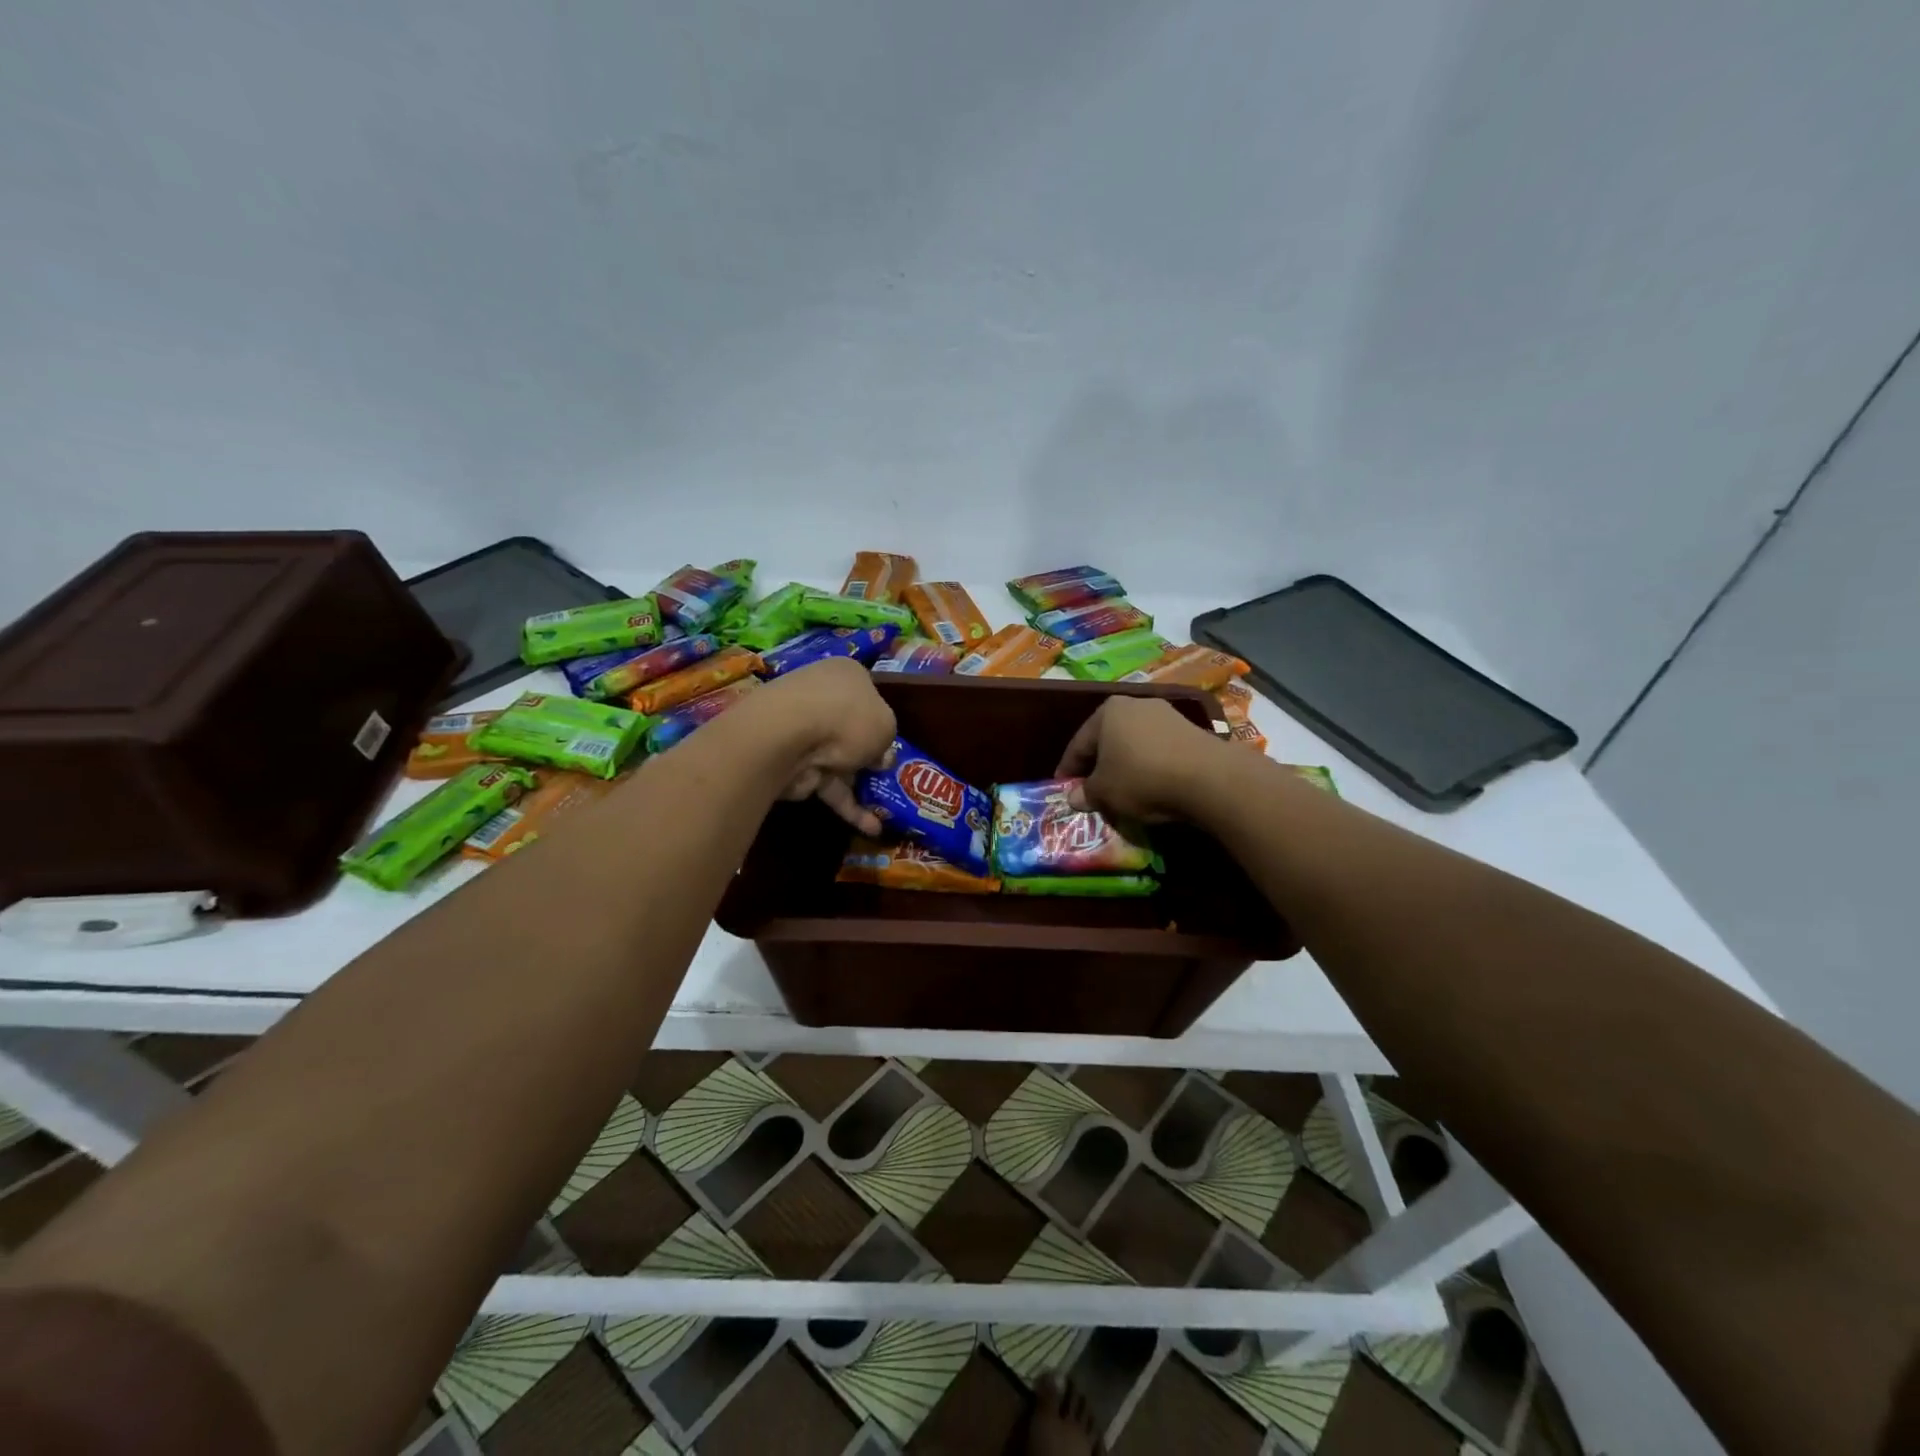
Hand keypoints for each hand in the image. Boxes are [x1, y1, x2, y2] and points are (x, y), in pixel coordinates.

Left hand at [755, 658, 896, 833]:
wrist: (789, 734)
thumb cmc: (848, 716)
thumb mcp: (887, 725)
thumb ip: (887, 742)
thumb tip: (880, 758)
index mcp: (847, 675)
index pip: (868, 694)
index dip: (881, 718)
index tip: (892, 742)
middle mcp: (824, 697)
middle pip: (853, 730)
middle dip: (870, 757)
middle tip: (889, 777)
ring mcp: (805, 731)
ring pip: (840, 761)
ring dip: (861, 787)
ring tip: (887, 812)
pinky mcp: (795, 764)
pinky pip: (828, 785)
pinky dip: (847, 805)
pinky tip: (870, 828)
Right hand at [1056, 695, 1222, 821]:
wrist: (1208, 777)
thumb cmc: (1142, 778)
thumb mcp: (1105, 792)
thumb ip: (1086, 793)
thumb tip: (1074, 797)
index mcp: (1107, 712)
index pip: (1079, 744)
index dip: (1068, 769)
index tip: (1063, 788)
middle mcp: (1135, 704)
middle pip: (1107, 739)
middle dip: (1098, 765)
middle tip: (1091, 790)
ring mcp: (1166, 714)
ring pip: (1134, 744)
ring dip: (1126, 765)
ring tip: (1122, 790)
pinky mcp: (1191, 730)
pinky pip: (1159, 750)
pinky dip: (1150, 766)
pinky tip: (1151, 785)